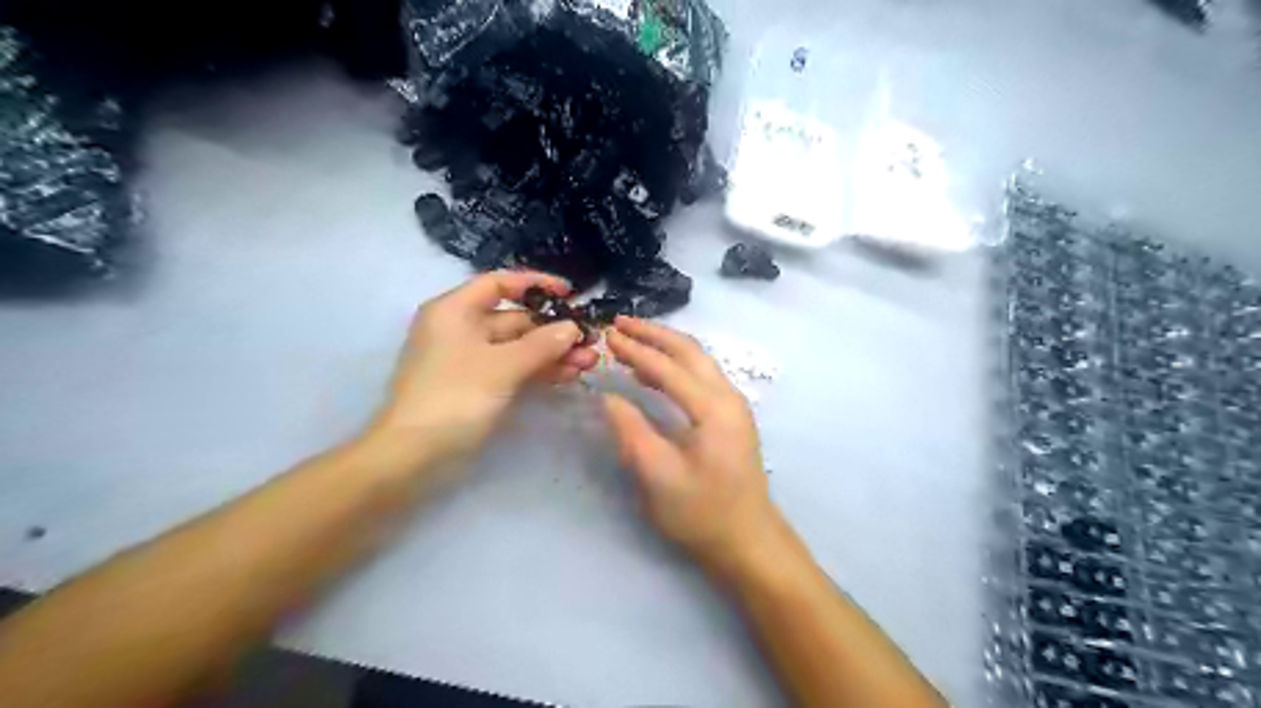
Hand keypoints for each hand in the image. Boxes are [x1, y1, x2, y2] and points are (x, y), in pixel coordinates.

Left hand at [367, 270, 597, 469]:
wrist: (413, 455)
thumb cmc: (453, 397)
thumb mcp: (502, 366)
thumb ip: (542, 344)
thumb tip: (573, 328)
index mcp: (455, 311)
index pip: (499, 284)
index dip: (535, 284)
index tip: (570, 294)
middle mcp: (462, 329)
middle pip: (515, 319)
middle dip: (553, 330)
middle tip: (590, 340)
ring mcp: (471, 360)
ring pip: (519, 348)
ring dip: (552, 353)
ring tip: (589, 362)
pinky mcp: (479, 386)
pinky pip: (514, 369)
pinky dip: (540, 371)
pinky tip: (570, 375)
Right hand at [602, 316, 784, 574]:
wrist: (749, 541)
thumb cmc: (703, 513)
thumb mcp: (659, 477)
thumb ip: (632, 432)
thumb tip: (608, 397)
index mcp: (714, 408)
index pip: (669, 367)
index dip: (636, 350)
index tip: (607, 335)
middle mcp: (728, 397)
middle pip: (690, 351)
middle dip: (654, 334)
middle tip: (620, 324)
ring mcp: (734, 406)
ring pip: (698, 361)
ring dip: (665, 347)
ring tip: (630, 343)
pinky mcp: (731, 417)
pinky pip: (701, 378)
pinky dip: (675, 366)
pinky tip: (653, 375)